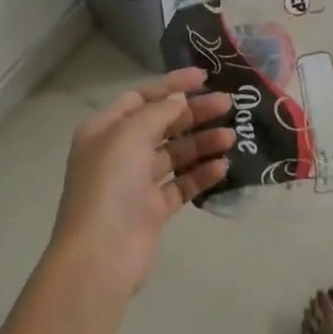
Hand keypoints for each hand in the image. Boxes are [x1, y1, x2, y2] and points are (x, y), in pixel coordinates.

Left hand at [49, 68, 233, 297]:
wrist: (101, 256)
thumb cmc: (110, 184)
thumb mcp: (130, 135)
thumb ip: (159, 112)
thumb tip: (180, 99)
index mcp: (105, 129)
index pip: (142, 97)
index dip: (172, 85)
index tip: (204, 77)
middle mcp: (119, 152)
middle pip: (162, 124)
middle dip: (194, 113)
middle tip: (228, 105)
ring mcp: (136, 183)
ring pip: (175, 154)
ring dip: (202, 143)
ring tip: (231, 137)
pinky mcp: (153, 210)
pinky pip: (181, 184)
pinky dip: (200, 174)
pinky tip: (223, 167)